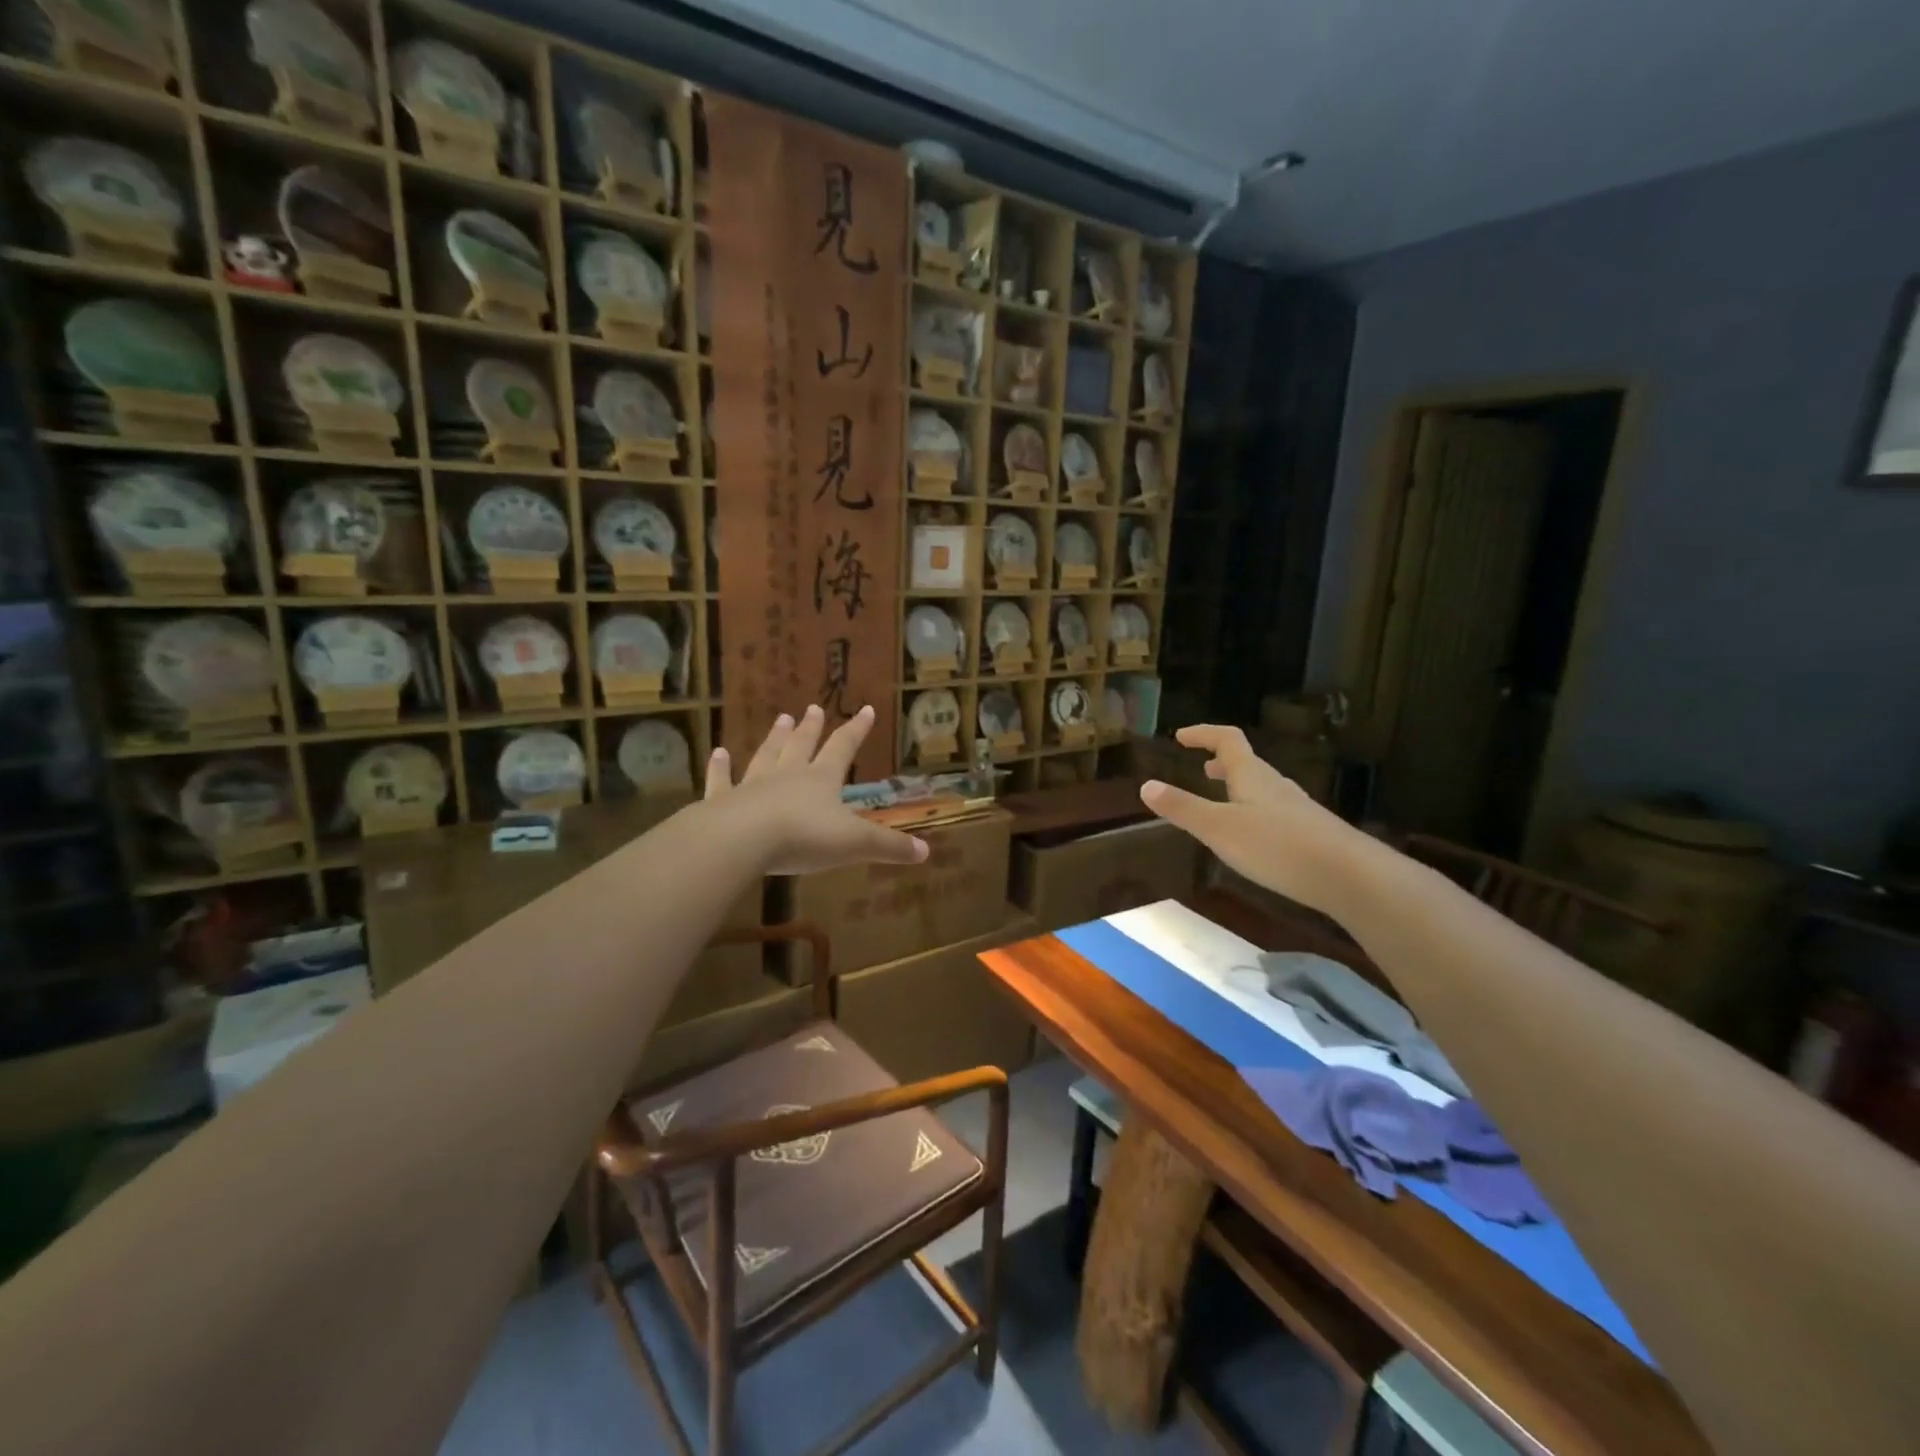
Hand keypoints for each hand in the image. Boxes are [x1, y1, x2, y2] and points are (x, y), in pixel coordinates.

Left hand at [703, 705, 929, 875]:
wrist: (742, 841)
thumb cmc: (803, 837)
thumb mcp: (855, 843)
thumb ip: (889, 846)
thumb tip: (926, 851)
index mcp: (821, 780)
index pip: (843, 748)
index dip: (856, 730)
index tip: (865, 709)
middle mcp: (788, 775)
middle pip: (802, 746)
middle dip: (811, 729)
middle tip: (812, 708)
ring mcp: (753, 786)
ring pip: (766, 756)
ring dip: (775, 739)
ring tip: (781, 719)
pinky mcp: (723, 802)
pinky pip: (722, 781)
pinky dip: (719, 768)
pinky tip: (717, 753)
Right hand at [1138, 724, 1361, 912]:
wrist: (1349, 876)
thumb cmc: (1277, 845)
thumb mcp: (1219, 828)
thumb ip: (1183, 809)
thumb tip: (1146, 785)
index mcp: (1251, 775)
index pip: (1227, 740)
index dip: (1203, 733)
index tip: (1181, 737)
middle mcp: (1275, 785)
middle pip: (1247, 763)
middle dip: (1222, 763)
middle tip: (1202, 769)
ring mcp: (1296, 809)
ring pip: (1262, 788)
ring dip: (1239, 788)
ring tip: (1222, 801)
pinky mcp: (1310, 833)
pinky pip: (1274, 811)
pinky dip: (1254, 811)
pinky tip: (1253, 837)